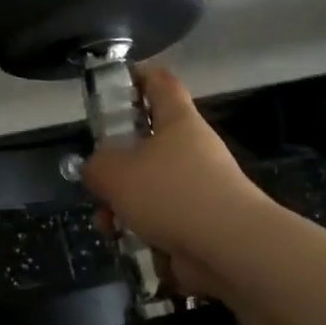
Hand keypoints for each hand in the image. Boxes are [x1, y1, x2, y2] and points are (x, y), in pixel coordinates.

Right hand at [78, 64, 272, 297]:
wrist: (229, 247)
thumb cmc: (171, 193)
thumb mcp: (115, 173)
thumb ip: (96, 166)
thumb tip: (97, 170)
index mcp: (178, 122)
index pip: (160, 83)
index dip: (138, 76)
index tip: (115, 82)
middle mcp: (192, 149)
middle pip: (148, 144)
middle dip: (117, 164)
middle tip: (96, 178)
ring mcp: (200, 188)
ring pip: (150, 187)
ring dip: (123, 204)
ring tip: (106, 224)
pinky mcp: (201, 223)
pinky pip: (162, 219)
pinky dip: (142, 230)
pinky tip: (126, 243)